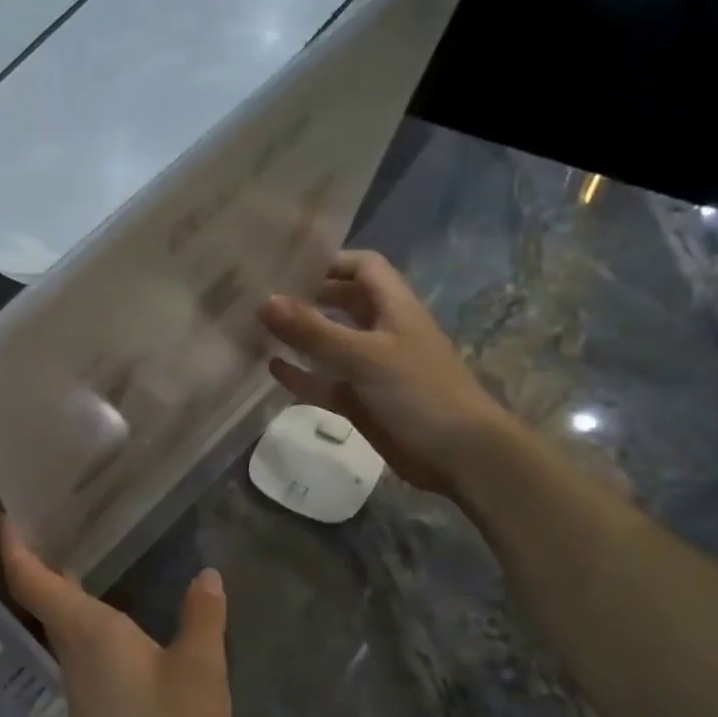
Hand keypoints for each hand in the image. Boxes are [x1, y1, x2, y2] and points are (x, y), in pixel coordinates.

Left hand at [0, 519, 230, 716]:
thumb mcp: (201, 675)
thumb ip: (203, 620)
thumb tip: (206, 575)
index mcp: (88, 632)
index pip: (31, 580)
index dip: (14, 545)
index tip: (7, 513)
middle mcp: (73, 652)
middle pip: (42, 597)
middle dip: (41, 557)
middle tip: (58, 517)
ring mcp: (80, 685)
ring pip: (62, 623)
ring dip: (64, 587)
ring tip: (87, 552)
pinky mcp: (92, 710)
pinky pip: (81, 647)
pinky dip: (87, 618)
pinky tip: (118, 617)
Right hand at [259, 250, 515, 495]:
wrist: (459, 456)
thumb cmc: (418, 393)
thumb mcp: (364, 356)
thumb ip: (313, 330)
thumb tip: (264, 301)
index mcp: (394, 308)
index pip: (363, 267)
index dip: (330, 261)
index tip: (286, 265)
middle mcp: (382, 331)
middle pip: (343, 302)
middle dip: (307, 297)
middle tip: (262, 296)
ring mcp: (371, 367)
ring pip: (330, 343)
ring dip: (300, 336)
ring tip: (258, 329)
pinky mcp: (361, 400)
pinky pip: (325, 381)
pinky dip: (302, 375)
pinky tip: (272, 368)